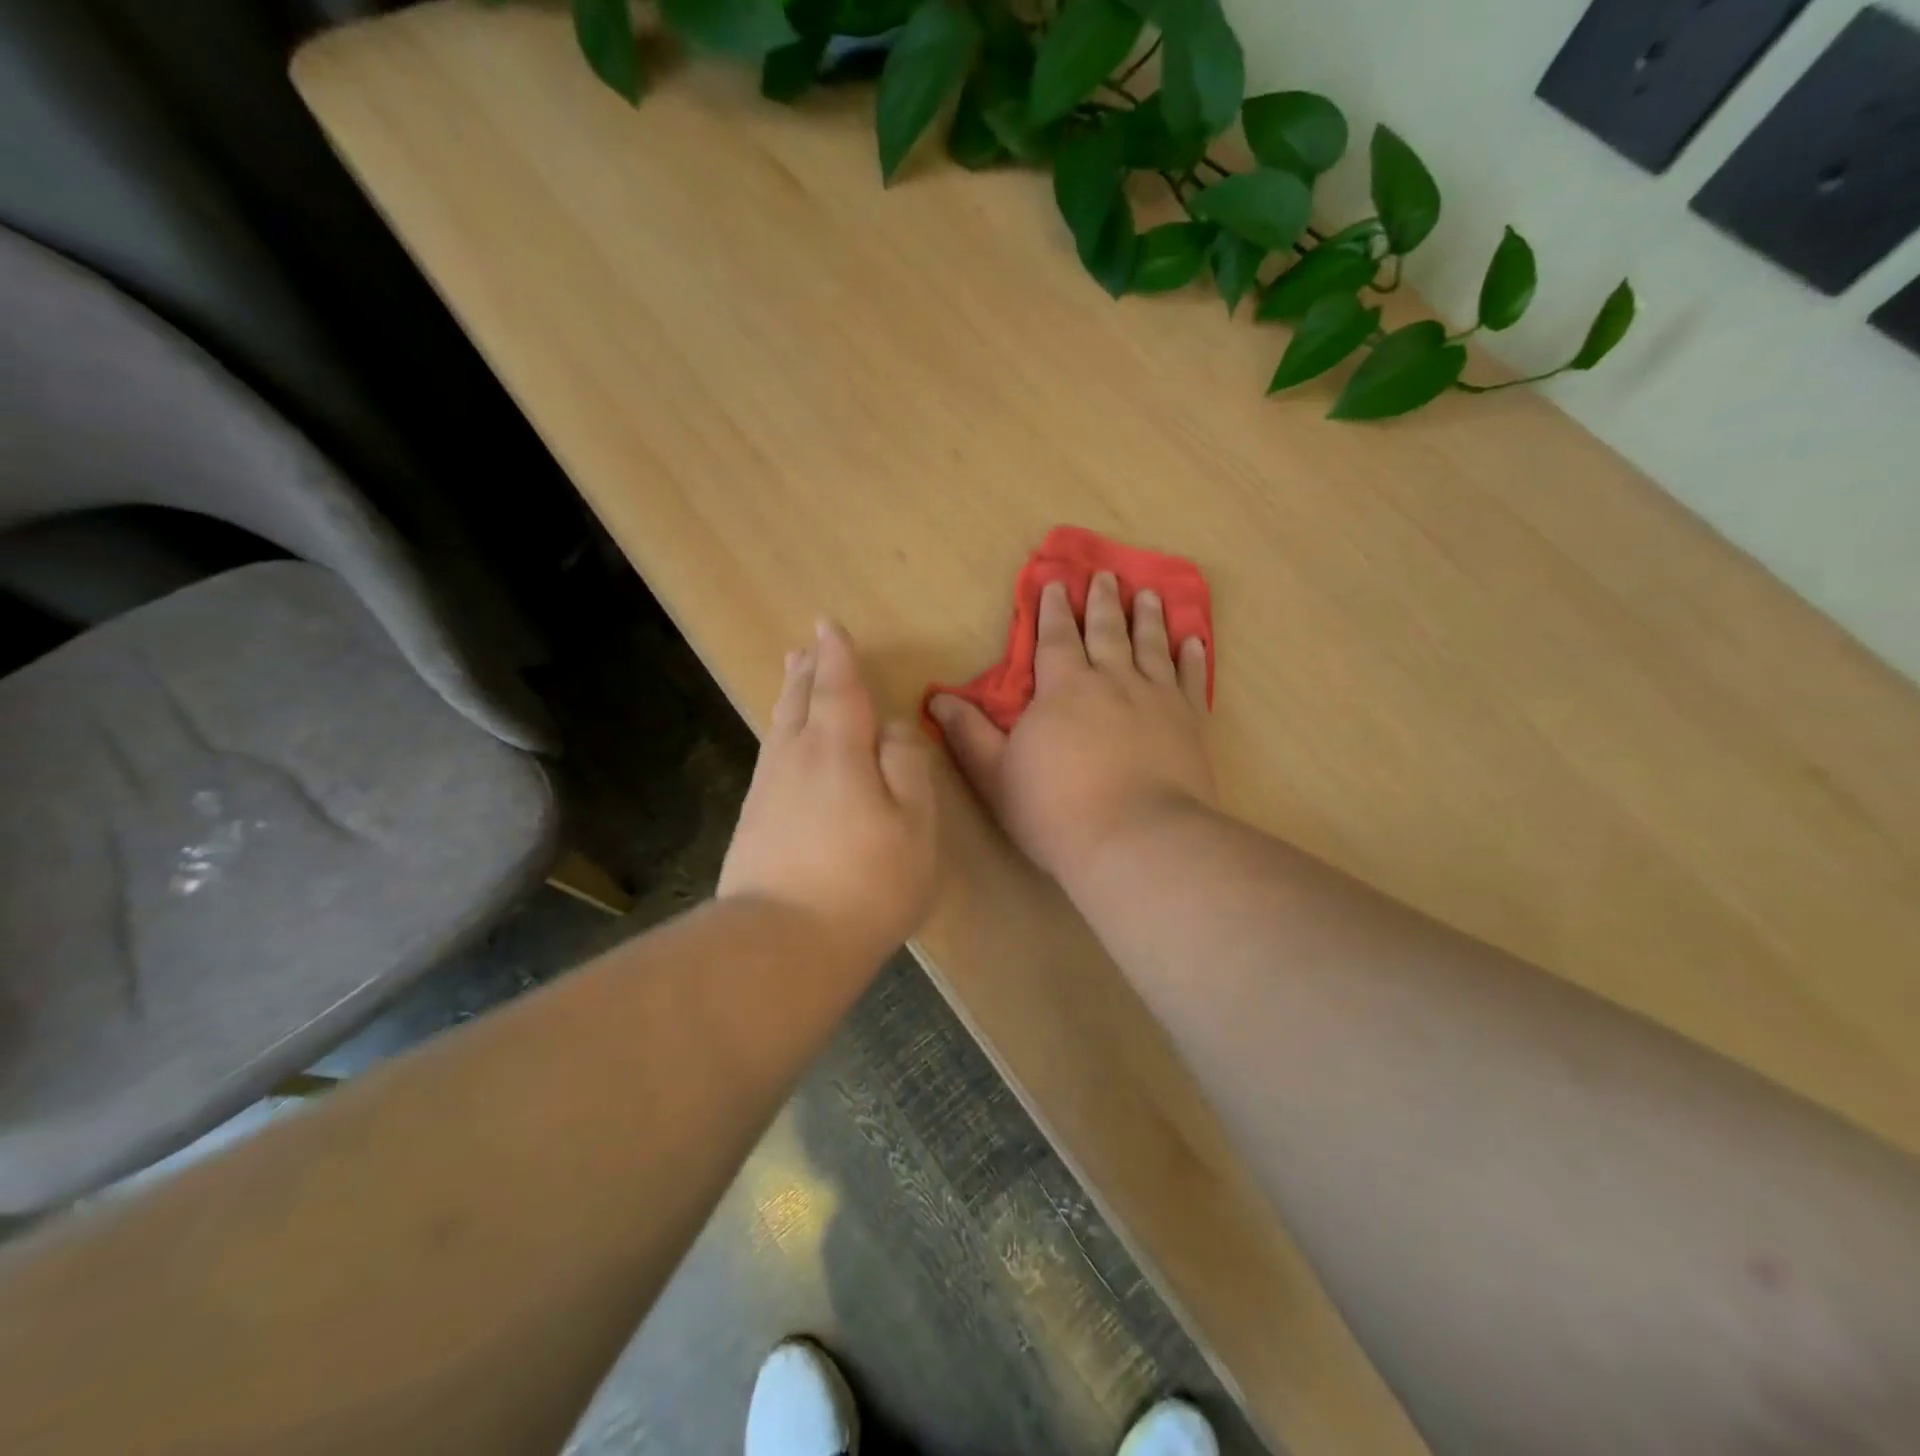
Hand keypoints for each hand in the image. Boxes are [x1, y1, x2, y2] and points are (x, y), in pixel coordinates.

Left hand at [719, 620, 937, 967]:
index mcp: (837, 748)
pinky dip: (780, 735)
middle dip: (806, 671)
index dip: (836, 655)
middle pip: (799, 701)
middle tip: (805, 647)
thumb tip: (894, 728)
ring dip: (789, 697)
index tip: (828, 625)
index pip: (837, 686)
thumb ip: (907, 765)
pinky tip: (783, 747)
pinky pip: (771, 758)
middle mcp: (794, 758)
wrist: (783, 944)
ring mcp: (767, 791)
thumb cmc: (867, 881)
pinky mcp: (753, 823)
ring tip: (792, 677)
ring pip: (779, 728)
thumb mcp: (914, 822)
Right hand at [929, 573, 1215, 885]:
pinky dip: (1192, 657)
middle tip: (1105, 575)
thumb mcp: (995, 775)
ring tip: (1148, 594)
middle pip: (1106, 631)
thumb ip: (968, 734)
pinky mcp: (1190, 722)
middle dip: (1102, 602)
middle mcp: (1112, 680)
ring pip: (1151, 645)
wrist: (1135, 840)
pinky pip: (1191, 679)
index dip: (1053, 609)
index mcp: (1064, 688)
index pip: (1055, 638)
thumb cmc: (1055, 811)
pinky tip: (1194, 641)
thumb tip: (937, 699)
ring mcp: (1156, 698)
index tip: (1056, 582)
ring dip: (1148, 618)